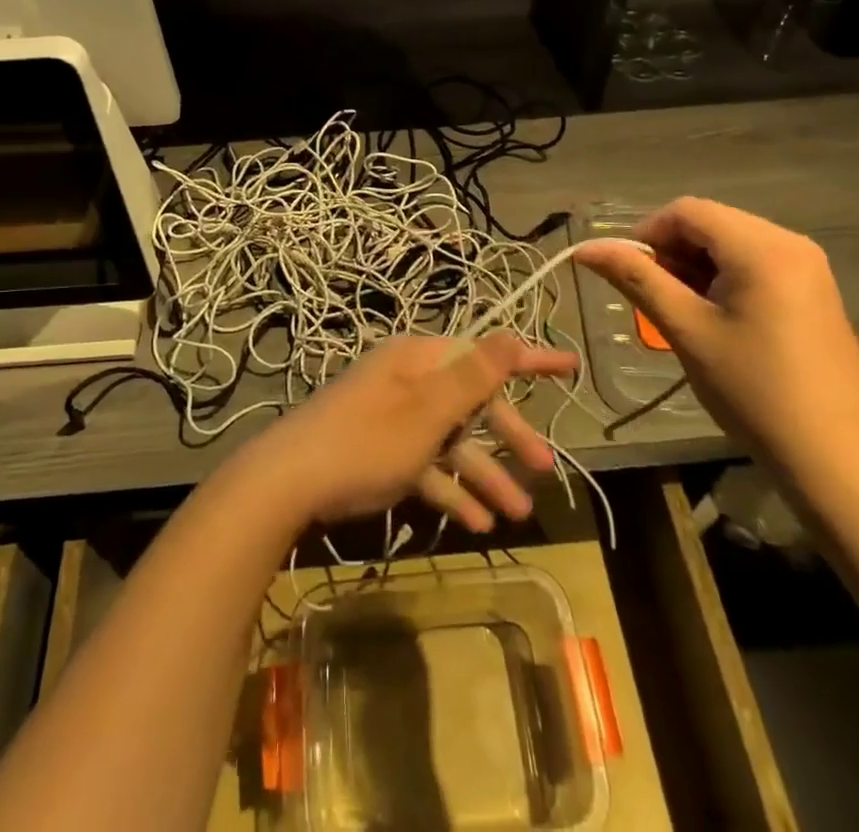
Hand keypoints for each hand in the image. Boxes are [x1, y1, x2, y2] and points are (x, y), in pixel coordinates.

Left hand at [249, 333, 577, 532]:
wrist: (288, 482)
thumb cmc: (365, 441)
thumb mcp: (427, 412)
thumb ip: (472, 377)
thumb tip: (510, 335)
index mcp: (419, 360)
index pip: (484, 353)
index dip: (529, 360)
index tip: (570, 367)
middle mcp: (408, 382)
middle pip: (471, 402)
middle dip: (508, 434)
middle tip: (545, 468)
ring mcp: (393, 417)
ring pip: (451, 440)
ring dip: (484, 474)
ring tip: (519, 513)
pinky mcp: (381, 451)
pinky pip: (426, 466)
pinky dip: (450, 490)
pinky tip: (476, 525)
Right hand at [576, 198, 858, 480]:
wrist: (836, 459)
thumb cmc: (754, 390)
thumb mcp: (686, 331)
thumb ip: (636, 280)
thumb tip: (586, 249)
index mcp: (762, 248)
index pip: (687, 211)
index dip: (647, 234)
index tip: (628, 274)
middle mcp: (791, 243)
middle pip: (711, 222)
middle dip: (672, 251)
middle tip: (652, 297)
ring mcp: (808, 267)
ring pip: (731, 242)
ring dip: (695, 265)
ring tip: (681, 311)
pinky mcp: (814, 290)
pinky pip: (756, 262)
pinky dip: (724, 277)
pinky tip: (716, 317)